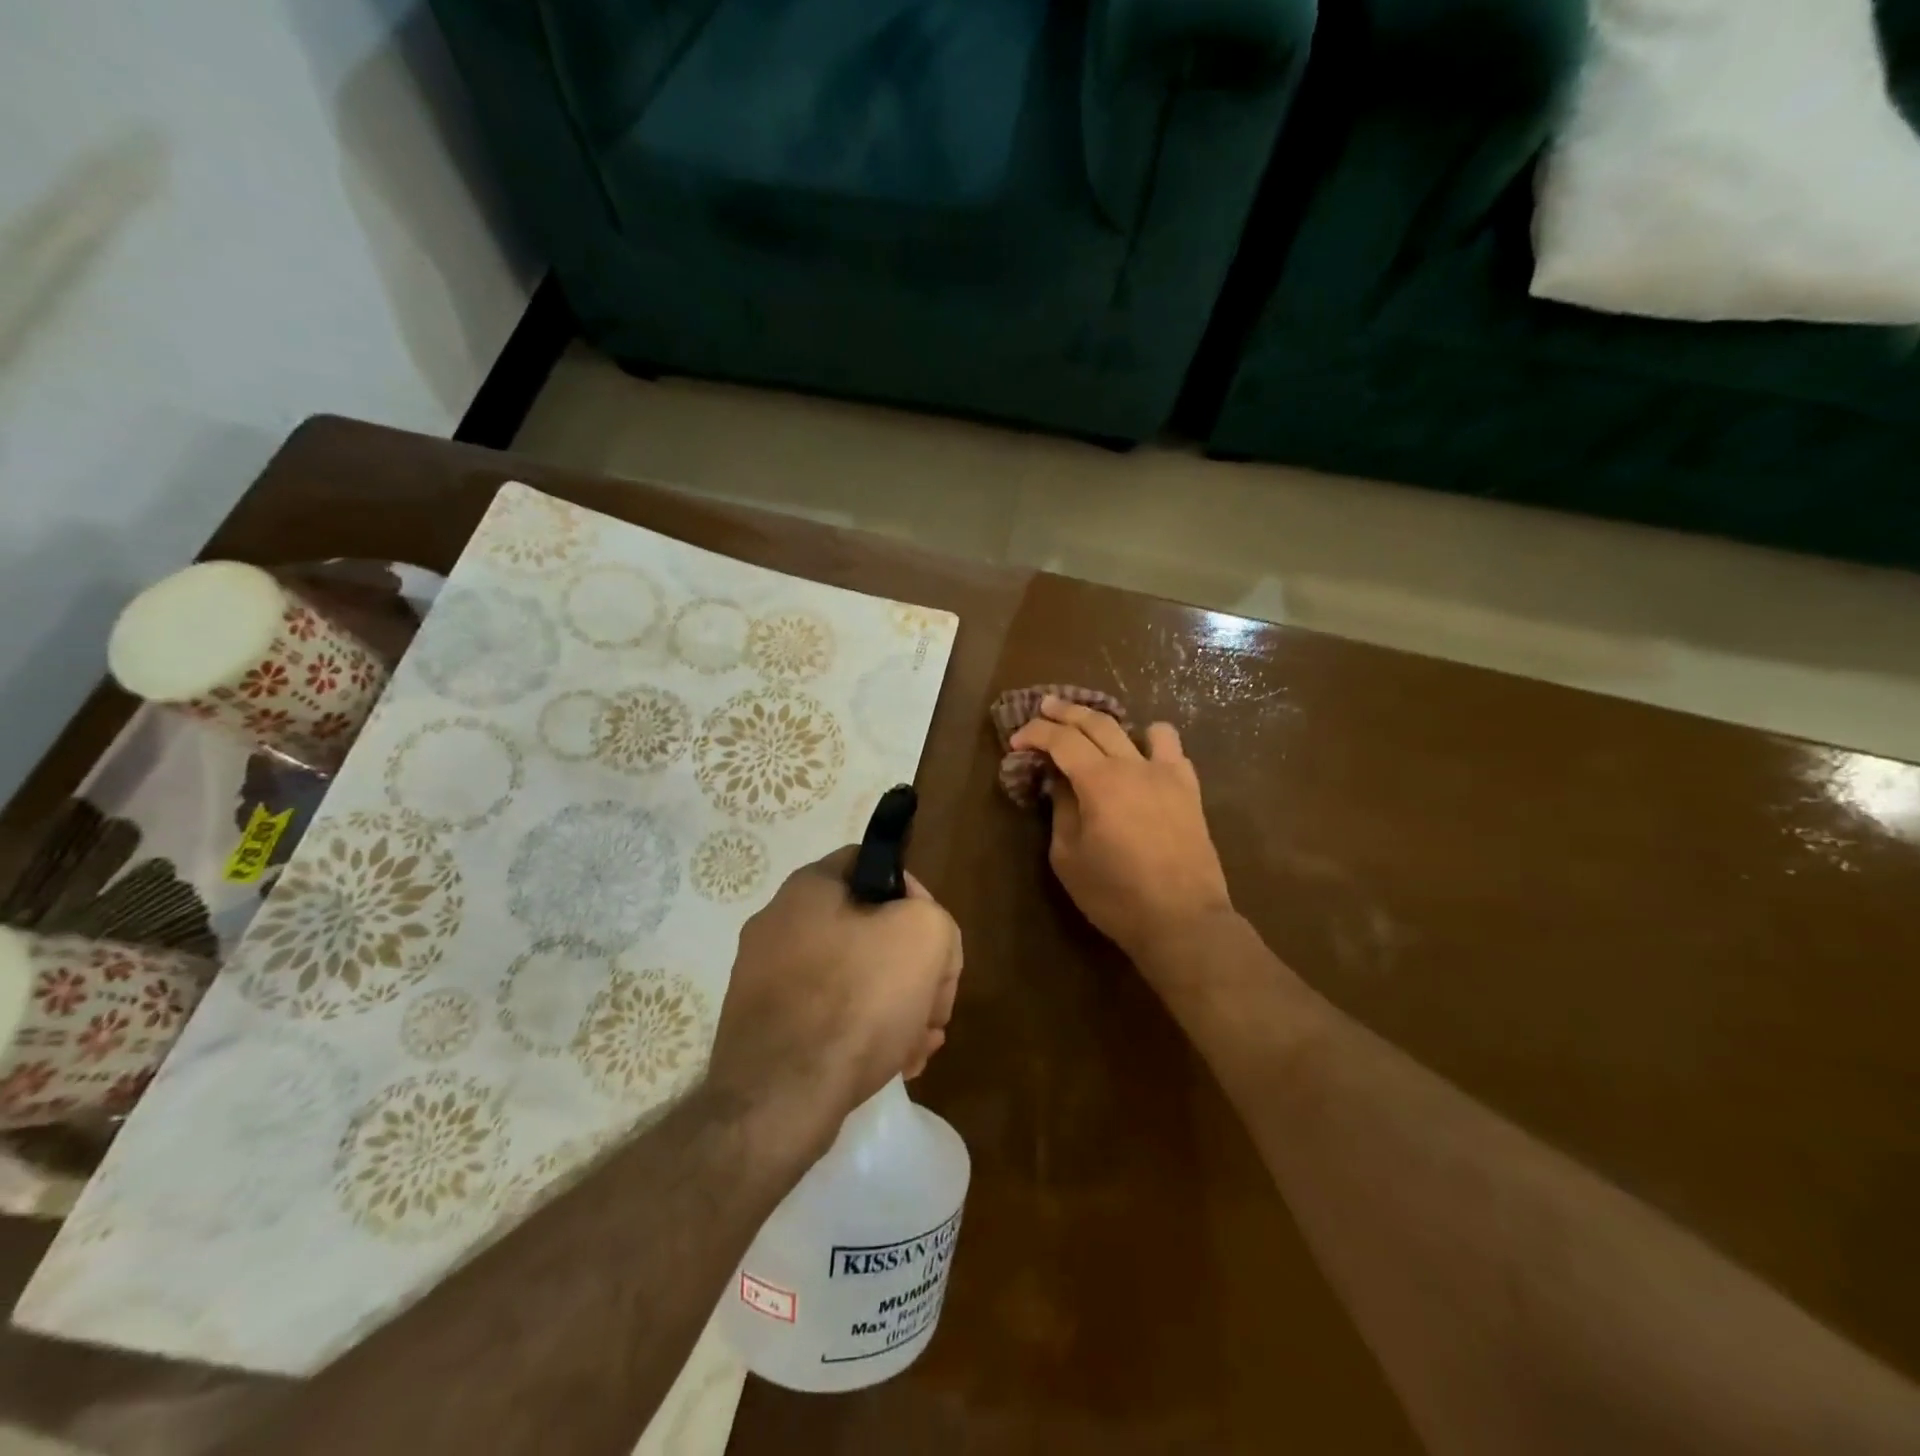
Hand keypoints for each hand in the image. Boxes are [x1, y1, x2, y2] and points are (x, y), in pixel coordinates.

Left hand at [708, 849, 962, 1138]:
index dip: (915, 895)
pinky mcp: (764, 1028)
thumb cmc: (856, 1000)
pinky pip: (826, 1017)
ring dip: (895, 1006)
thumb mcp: (925, 936)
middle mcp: (778, 924)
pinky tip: (894, 1064)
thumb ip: (936, 920)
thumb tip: (920, 941)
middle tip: (934, 1006)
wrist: (779, 1099)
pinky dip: (863, 1033)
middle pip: (868, 930)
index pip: (873, 864)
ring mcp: (765, 979)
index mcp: (808, 888)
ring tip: (920, 1046)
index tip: (934, 939)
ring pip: (851, 979)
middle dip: (912, 968)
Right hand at [1010, 696, 1231, 963]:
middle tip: (1045, 707)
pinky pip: (1173, 750)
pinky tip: (1142, 758)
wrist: (1182, 920)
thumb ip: (1061, 810)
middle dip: (1066, 711)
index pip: (1061, 740)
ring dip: (1113, 722)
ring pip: (1141, 727)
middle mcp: (1134, 766)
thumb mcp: (1068, 857)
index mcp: (1099, 781)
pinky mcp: (1189, 790)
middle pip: (1097, 722)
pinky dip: (1153, 744)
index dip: (1035, 733)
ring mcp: (1167, 774)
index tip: (1016, 741)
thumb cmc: (1115, 895)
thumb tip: (1060, 783)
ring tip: (1097, 728)